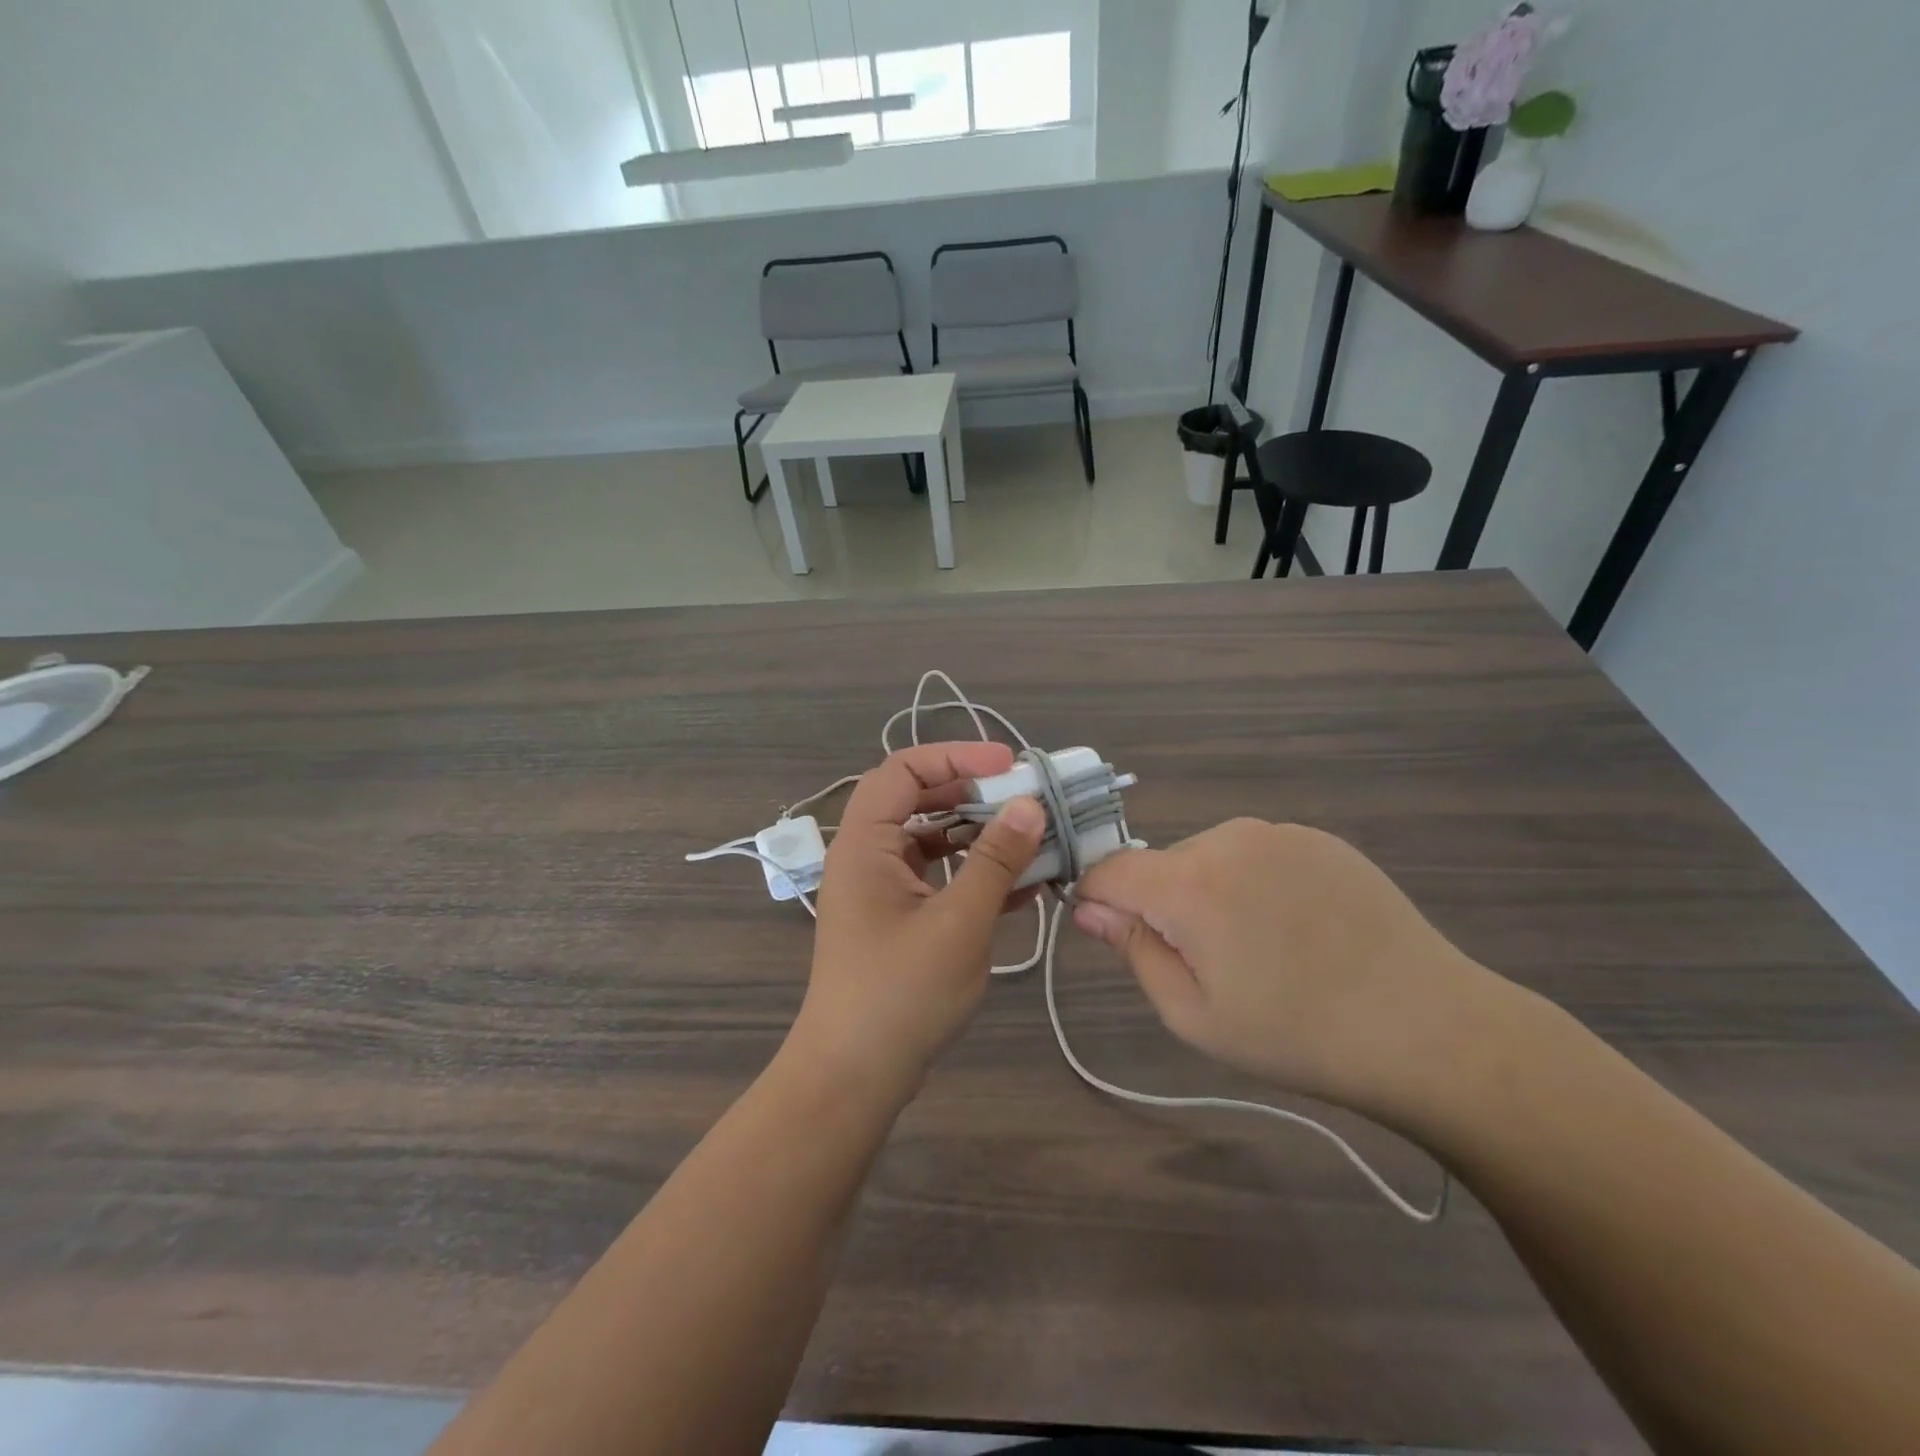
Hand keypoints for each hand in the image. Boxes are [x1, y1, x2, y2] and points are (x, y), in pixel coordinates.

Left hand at [790, 742, 1044, 1105]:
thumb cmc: (900, 993)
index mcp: (865, 843)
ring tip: (1035, 840)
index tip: (1008, 765)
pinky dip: (976, 875)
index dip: (955, 756)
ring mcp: (883, 890)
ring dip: (981, 837)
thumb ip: (995, 861)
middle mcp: (868, 856)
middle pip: (921, 801)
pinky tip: (1024, 886)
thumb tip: (1030, 805)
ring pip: (935, 842)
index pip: (903, 770)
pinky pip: (940, 879)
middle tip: (1027, 800)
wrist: (854, 1077)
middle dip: (975, 795)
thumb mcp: (958, 923)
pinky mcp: (899, 919)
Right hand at [1072, 819, 1508, 1120]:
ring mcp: (1279, 834)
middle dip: (1162, 905)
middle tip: (1208, 964)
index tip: (1112, 934)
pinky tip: (1297, 928)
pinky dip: (1254, 883)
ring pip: (1209, 857)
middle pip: (1161, 864)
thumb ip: (1132, 950)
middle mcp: (1228, 839)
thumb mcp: (1193, 1014)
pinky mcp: (1320, 839)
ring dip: (1209, 893)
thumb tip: (1087, 907)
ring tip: (1259, 949)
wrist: (1427, 1029)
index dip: (1097, 898)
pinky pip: (1257, 854)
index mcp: (1189, 882)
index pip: (1109, 869)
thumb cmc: (1296, 1034)